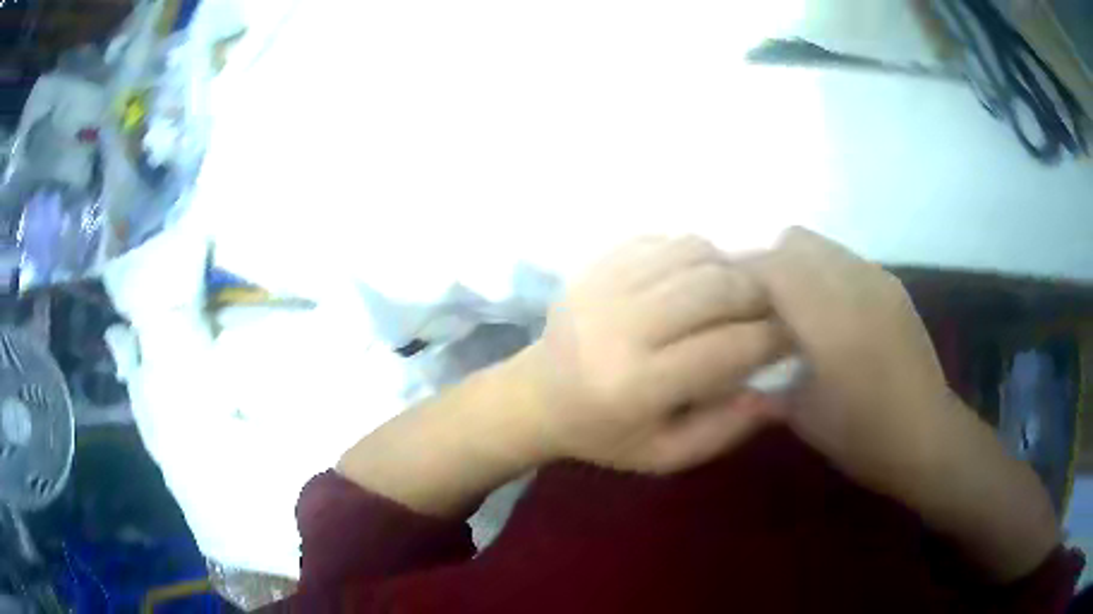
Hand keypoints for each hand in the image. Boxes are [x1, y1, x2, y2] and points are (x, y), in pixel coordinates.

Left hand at [517, 236, 787, 473]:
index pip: (728, 348)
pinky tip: (695, 278)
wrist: (538, 395)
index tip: (790, 338)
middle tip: (768, 310)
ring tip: (735, 292)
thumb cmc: (606, 434)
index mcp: (638, 385)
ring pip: (693, 252)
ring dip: (729, 268)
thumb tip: (779, 395)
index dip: (772, 339)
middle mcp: (620, 327)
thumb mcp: (666, 454)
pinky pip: (664, 239)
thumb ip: (725, 429)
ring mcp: (604, 286)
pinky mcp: (596, 264)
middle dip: (758, 295)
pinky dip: (694, 253)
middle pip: (715, 288)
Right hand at [747, 228, 952, 497]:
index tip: (720, 295)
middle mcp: (855, 284)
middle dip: (769, 264)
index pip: (772, 267)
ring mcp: (879, 280)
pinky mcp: (893, 286)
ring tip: (794, 310)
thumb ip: (765, 383)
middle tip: (757, 306)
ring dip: (798, 267)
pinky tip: (830, 315)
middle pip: (795, 241)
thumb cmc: (864, 436)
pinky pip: (847, 261)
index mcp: (830, 319)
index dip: (740, 273)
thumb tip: (734, 371)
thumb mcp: (804, 416)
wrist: (928, 437)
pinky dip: (826, 274)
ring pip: (822, 246)